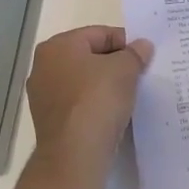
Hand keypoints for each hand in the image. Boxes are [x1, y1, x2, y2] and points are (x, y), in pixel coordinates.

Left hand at [25, 26, 153, 165]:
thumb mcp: (125, 69)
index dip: (125, 42)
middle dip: (114, 64)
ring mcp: (43, 96)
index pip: (99, 34)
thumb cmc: (97, 100)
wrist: (75, 155)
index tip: (144, 57)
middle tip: (139, 75)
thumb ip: (135, 53)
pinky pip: (78, 104)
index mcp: (57, 46)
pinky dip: (95, 105)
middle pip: (89, 57)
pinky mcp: (50, 122)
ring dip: (105, 86)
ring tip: (129, 96)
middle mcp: (43, 67)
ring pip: (83, 82)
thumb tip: (142, 46)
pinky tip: (113, 114)